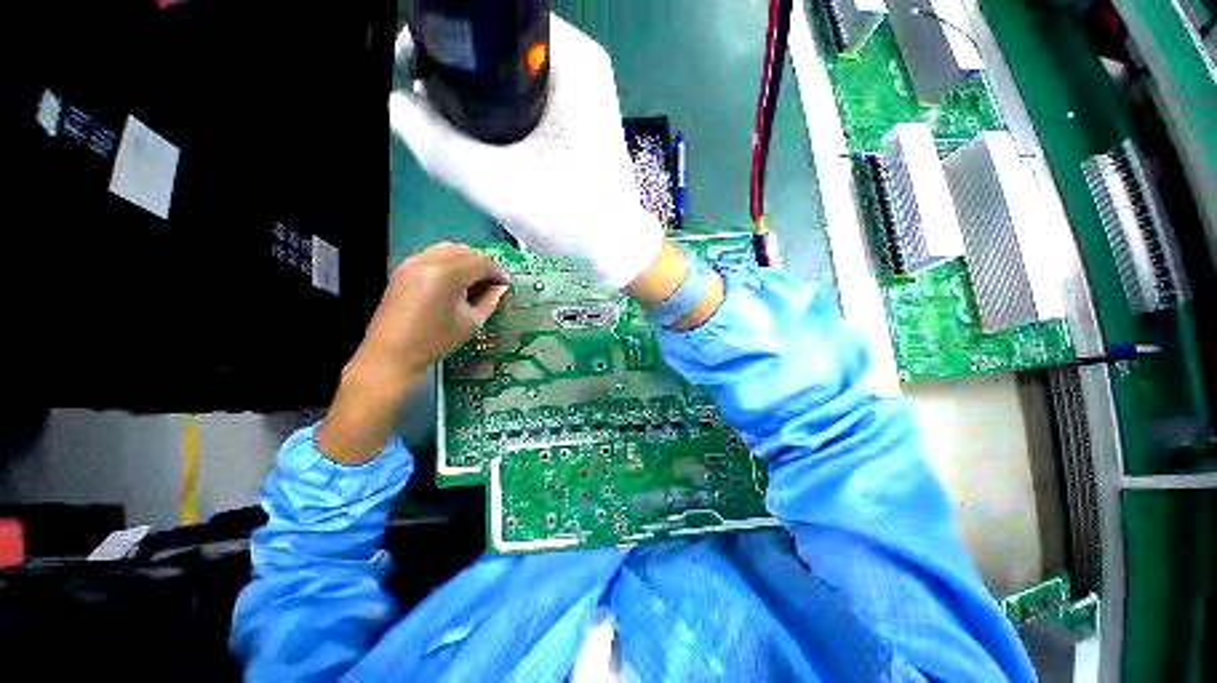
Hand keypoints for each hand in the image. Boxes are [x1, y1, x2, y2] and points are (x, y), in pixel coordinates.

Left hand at [317, 243, 507, 463]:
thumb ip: (487, 302)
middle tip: (495, 287)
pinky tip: (455, 289)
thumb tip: (499, 290)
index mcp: (446, 273)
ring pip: (447, 253)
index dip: (500, 274)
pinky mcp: (400, 275)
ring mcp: (409, 266)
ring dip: (466, 265)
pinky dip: (449, 269)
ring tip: (477, 288)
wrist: (382, 364)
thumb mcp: (469, 325)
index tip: (508, 288)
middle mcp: (425, 261)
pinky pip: (432, 261)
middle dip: (484, 266)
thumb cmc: (431, 348)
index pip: (483, 262)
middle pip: (465, 251)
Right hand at [389, 15, 662, 288]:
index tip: (420, 80)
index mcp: (569, 58)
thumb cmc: (569, 216)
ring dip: (480, 108)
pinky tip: (495, 152)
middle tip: (442, 123)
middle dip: (461, 85)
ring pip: (510, 81)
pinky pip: (527, 103)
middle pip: (498, 54)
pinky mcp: (579, 119)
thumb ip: (437, 144)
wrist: (613, 245)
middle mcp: (579, 64)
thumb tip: (399, 106)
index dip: (445, 48)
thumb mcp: (495, 183)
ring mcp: (582, 92)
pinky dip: (504, 122)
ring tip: (467, 144)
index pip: (488, 28)